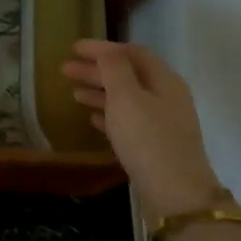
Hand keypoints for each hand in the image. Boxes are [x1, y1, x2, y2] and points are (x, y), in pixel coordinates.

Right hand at [62, 40, 219, 222]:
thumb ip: (114, 70)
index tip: (73, 48)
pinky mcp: (154, 144)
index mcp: (164, 80)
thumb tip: (106, 51)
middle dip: (97, 70)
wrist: (175, 192)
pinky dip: (108, 113)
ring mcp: (162, 122)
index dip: (102, 48)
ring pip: (126, 98)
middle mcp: (166, 96)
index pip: (132, 53)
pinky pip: (127, 120)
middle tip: (65, 70)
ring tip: (73, 93)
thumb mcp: (127, 98)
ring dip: (99, 91)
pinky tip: (91, 117)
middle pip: (128, 75)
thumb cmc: (147, 139)